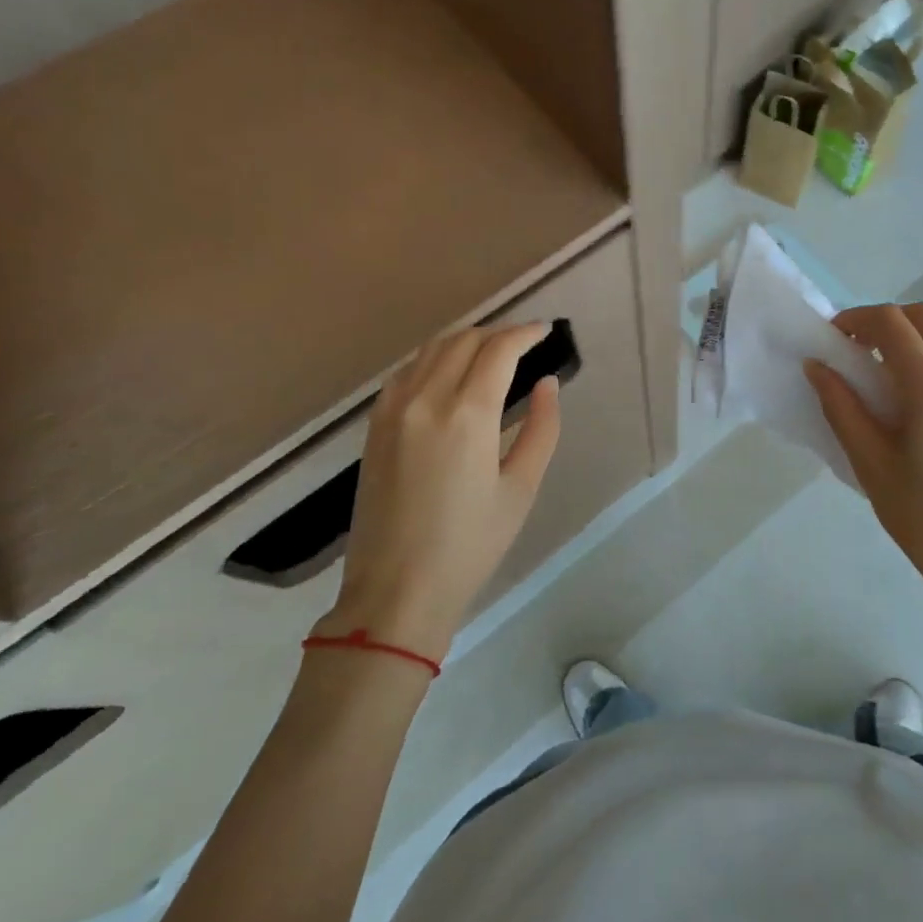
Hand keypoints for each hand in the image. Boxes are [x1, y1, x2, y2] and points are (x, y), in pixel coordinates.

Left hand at [322, 324, 560, 657]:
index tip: (545, 331)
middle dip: (498, 332)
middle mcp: (426, 399)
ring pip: (431, 348)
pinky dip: (434, 358)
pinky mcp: (375, 425)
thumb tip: (547, 383)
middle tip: (524, 342)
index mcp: (467, 415)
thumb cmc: (470, 546)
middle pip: (464, 340)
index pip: (499, 349)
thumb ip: (541, 428)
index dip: (525, 333)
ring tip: (491, 351)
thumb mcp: (520, 489)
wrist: (395, 590)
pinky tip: (449, 373)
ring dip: (465, 340)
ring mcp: (393, 410)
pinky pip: (407, 371)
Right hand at [805, 303, 922, 629]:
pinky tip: (911, 405)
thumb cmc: (919, 517)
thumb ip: (840, 406)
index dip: (856, 318)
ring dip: (910, 339)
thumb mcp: (869, 462)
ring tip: (880, 378)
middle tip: (856, 349)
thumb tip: (817, 366)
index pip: (892, 323)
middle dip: (886, 320)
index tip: (832, 339)